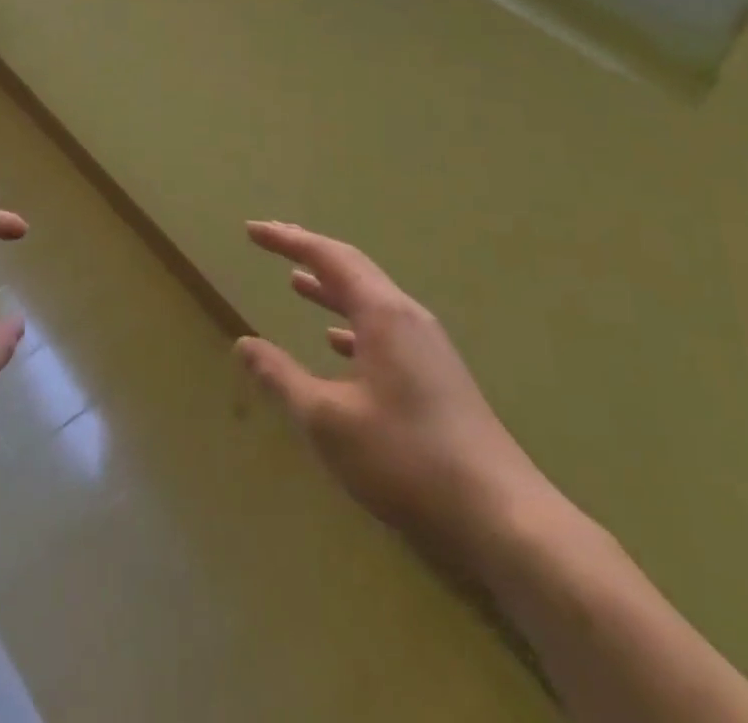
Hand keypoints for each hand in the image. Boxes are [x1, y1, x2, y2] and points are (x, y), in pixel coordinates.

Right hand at [235, 221, 554, 577]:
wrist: (503, 519)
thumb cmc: (407, 459)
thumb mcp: (329, 421)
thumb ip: (282, 378)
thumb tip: (244, 344)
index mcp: (383, 314)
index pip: (328, 257)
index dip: (287, 240)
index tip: (252, 229)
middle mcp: (407, 317)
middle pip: (352, 268)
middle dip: (308, 252)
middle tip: (272, 239)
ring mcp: (427, 346)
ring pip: (369, 300)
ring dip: (330, 287)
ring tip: (295, 280)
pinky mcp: (436, 376)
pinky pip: (384, 330)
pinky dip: (351, 324)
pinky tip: (335, 342)